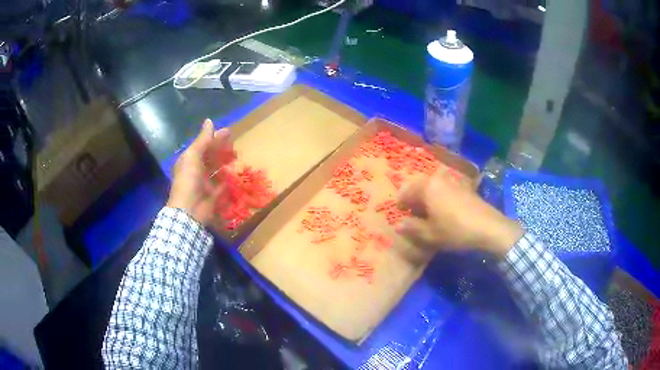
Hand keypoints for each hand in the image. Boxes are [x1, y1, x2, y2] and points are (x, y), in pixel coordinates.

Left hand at [167, 119, 234, 224]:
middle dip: (221, 149)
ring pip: (216, 169)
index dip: (214, 138)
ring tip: (237, 156)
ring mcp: (204, 183)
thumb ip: (202, 140)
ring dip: (225, 163)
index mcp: (189, 160)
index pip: (203, 145)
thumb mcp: (193, 156)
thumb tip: (210, 121)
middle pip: (210, 157)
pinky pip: (221, 186)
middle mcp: (196, 170)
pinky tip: (236, 175)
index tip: (229, 131)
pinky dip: (228, 181)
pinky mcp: (212, 195)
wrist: (189, 209)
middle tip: (235, 144)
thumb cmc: (189, 180)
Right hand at [396, 171, 522, 259]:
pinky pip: (445, 189)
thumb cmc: (455, 230)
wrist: (488, 227)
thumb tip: (398, 225)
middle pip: (419, 186)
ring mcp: (453, 181)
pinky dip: (439, 198)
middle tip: (413, 216)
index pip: (406, 191)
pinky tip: (444, 212)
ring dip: (427, 199)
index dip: (401, 204)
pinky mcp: (464, 187)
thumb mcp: (430, 234)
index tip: (401, 216)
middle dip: (414, 200)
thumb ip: (412, 228)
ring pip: (433, 187)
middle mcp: (439, 179)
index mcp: (427, 187)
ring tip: (428, 215)